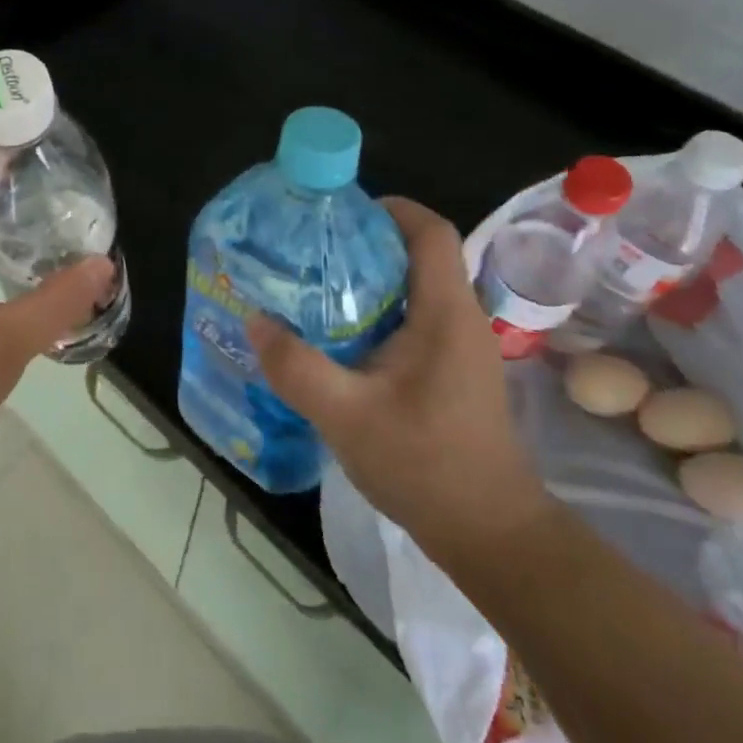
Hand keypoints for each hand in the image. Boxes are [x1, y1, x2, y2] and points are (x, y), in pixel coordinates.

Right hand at [246, 198, 551, 571]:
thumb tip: (253, 320)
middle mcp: (459, 317)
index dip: (388, 209)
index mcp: (445, 313)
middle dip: (365, 241)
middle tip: (309, 248)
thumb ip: (296, 367)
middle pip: (417, 252)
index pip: (429, 231)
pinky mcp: (452, 368)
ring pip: (414, 285)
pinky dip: (377, 309)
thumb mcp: (346, 415)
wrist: (489, 533)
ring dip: (368, 277)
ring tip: (313, 284)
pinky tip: (338, 334)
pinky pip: (414, 316)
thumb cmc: (425, 466)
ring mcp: (460, 344)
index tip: (337, 213)